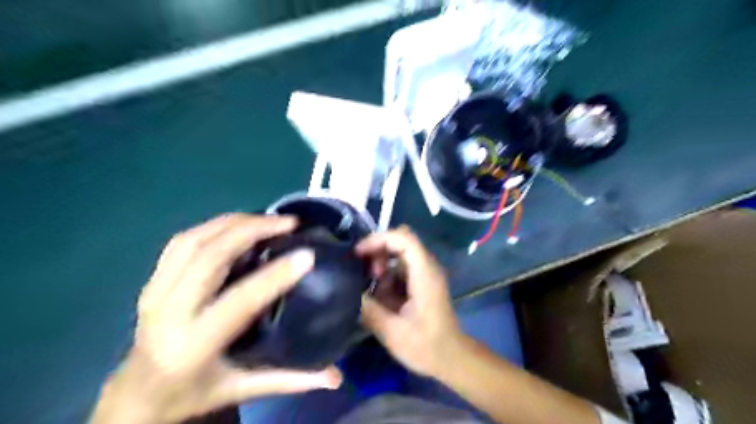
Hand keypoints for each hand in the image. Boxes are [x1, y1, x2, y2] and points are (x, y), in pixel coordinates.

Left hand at [91, 216, 342, 423]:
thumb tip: (336, 378)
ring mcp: (155, 291)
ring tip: (268, 219)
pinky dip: (214, 226)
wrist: (136, 394)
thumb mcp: (241, 389)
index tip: (307, 255)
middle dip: (252, 231)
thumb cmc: (192, 393)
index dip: (276, 275)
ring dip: (234, 222)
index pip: (240, 300)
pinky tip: (238, 225)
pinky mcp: (153, 280)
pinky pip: (183, 241)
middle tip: (288, 223)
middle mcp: (170, 311)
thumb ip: (289, 380)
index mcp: (194, 344)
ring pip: (194, 240)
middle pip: (209, 256)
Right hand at [356, 226, 466, 378]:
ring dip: (381, 266)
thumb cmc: (426, 346)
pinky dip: (386, 277)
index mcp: (424, 274)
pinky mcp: (421, 284)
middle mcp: (427, 268)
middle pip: (400, 242)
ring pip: (399, 255)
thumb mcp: (392, 332)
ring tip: (371, 290)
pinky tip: (380, 297)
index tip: (359, 253)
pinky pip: (400, 270)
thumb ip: (369, 310)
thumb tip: (348, 293)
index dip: (379, 239)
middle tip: (364, 273)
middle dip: (377, 252)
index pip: (404, 238)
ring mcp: (425, 275)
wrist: (451, 358)